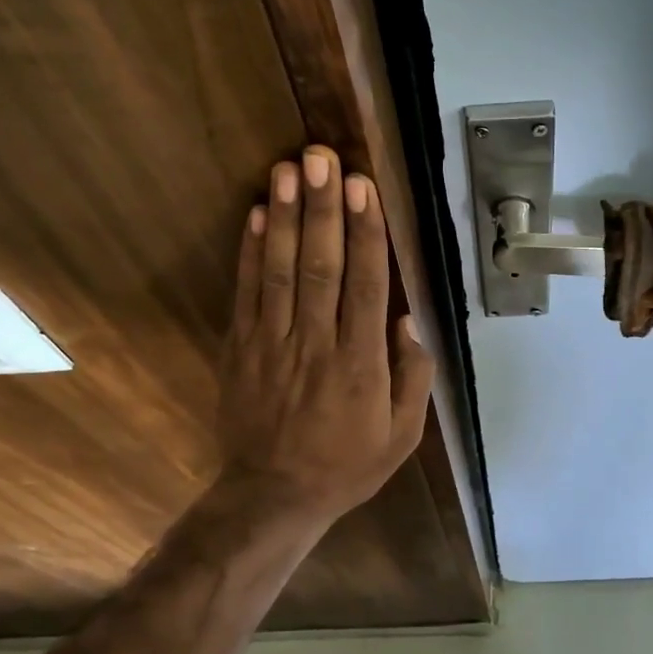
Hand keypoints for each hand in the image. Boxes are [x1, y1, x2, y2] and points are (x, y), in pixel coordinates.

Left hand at [215, 147, 434, 528]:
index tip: (363, 188)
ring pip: (280, 271)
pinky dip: (249, 252)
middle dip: (322, 209)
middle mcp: (316, 345)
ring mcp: (272, 344)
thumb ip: (412, 379)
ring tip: (288, 170)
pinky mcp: (240, 349)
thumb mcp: (401, 436)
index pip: (365, 286)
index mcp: (360, 365)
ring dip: (284, 217)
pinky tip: (255, 215)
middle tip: (323, 158)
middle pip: (320, 266)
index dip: (364, 234)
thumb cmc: (346, 465)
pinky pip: (246, 294)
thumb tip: (410, 322)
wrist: (273, 495)